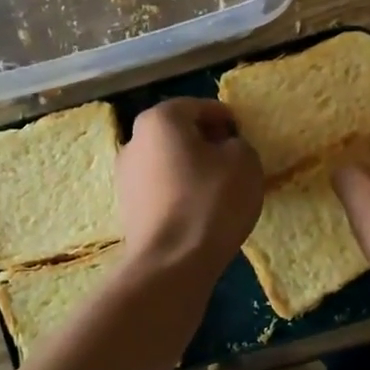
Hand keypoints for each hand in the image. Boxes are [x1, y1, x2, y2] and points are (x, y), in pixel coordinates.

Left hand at [115, 98, 262, 280]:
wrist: (172, 262)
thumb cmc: (211, 201)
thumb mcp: (244, 161)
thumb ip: (237, 144)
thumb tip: (225, 150)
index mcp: (160, 120)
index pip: (198, 106)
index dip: (225, 117)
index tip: (243, 134)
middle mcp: (134, 141)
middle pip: (178, 134)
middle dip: (205, 142)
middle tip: (233, 159)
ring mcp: (125, 177)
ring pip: (168, 163)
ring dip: (191, 169)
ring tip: (219, 188)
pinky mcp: (128, 209)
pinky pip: (161, 190)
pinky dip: (180, 193)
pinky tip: (200, 210)